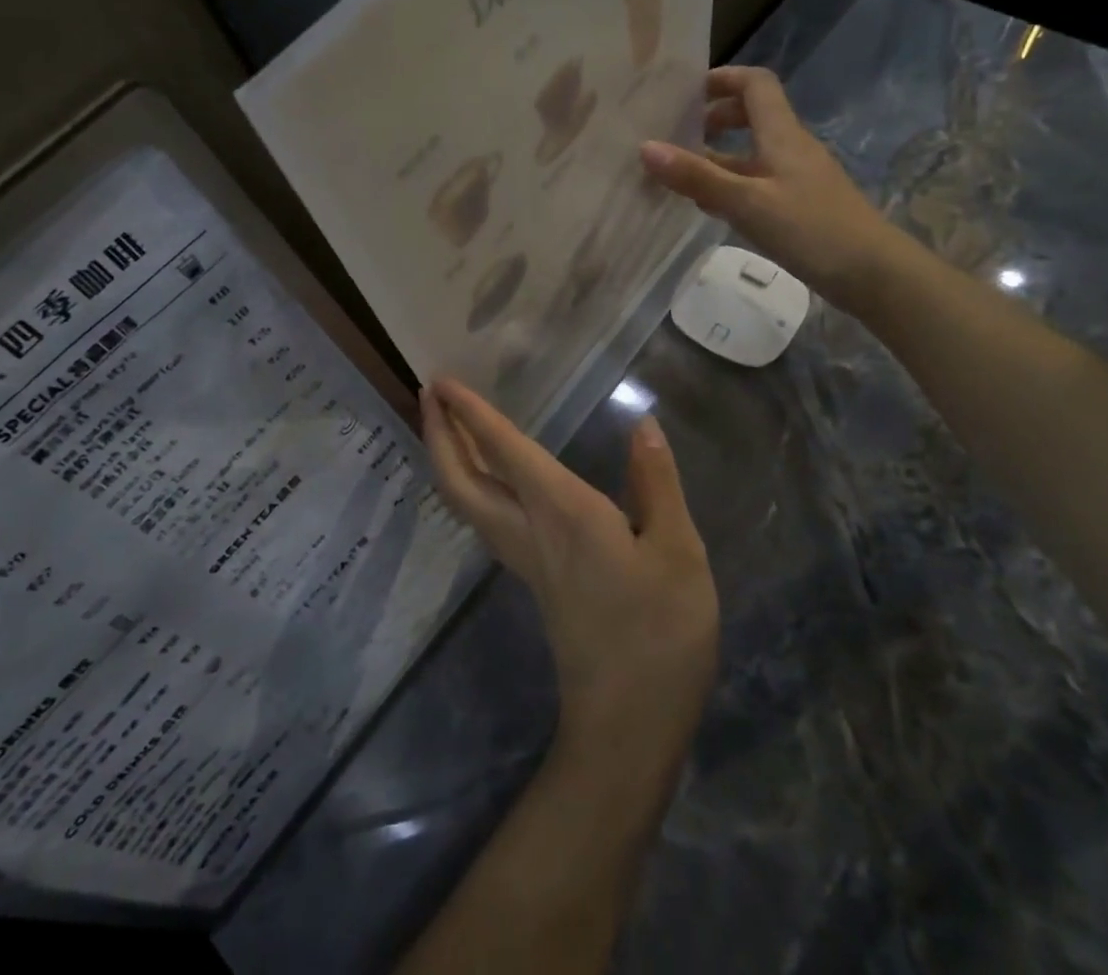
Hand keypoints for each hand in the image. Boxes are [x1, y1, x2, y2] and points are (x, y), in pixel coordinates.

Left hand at [420, 380, 718, 757]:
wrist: (629, 725)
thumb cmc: (661, 633)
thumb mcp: (679, 552)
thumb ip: (656, 483)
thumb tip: (643, 425)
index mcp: (561, 513)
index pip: (503, 451)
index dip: (470, 414)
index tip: (441, 381)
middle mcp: (528, 530)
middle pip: (459, 480)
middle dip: (438, 434)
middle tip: (428, 394)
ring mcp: (523, 559)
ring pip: (465, 500)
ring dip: (447, 457)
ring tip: (446, 424)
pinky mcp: (532, 579)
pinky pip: (483, 517)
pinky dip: (469, 483)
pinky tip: (486, 476)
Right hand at [640, 65, 902, 309]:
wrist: (873, 274)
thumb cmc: (811, 229)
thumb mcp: (746, 202)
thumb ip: (696, 176)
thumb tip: (645, 147)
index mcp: (781, 134)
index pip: (755, 84)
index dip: (722, 79)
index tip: (685, 94)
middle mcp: (790, 148)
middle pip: (752, 115)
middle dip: (714, 118)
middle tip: (677, 136)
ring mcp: (796, 177)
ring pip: (751, 153)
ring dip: (718, 156)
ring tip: (680, 174)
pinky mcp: (799, 205)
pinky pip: (757, 182)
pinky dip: (730, 184)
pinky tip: (710, 207)